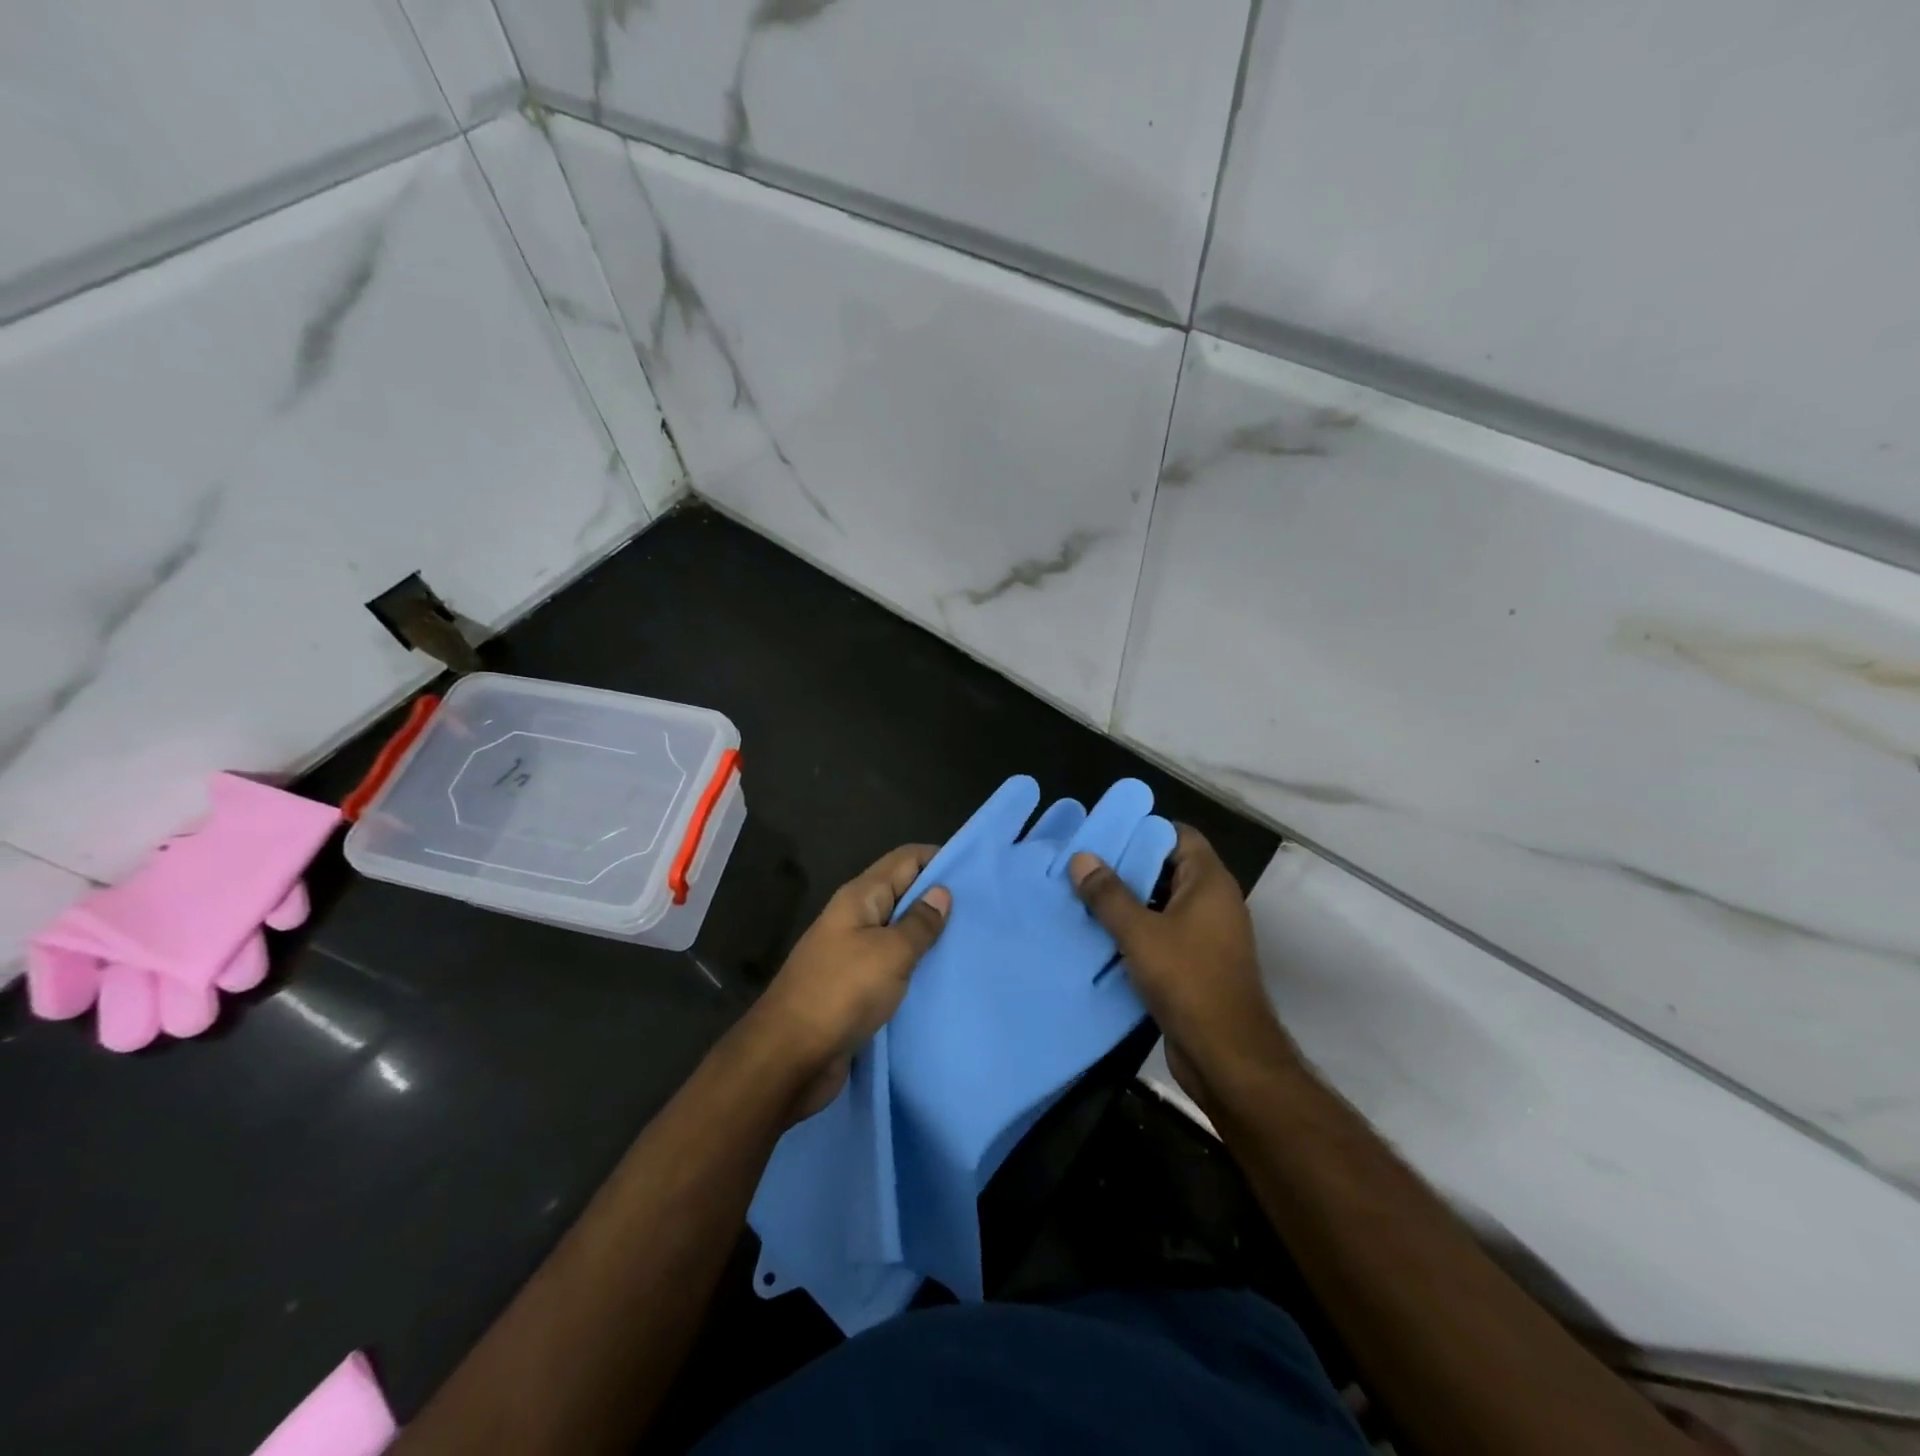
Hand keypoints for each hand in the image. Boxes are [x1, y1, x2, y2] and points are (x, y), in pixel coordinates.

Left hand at [749, 844, 951, 1118]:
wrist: (788, 1057)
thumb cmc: (841, 993)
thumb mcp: (890, 953)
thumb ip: (919, 923)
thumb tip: (941, 892)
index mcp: (860, 897)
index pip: (905, 859)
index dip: (939, 858)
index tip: (976, 872)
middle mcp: (854, 917)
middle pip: (902, 893)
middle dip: (939, 898)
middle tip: (982, 911)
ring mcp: (852, 952)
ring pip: (898, 931)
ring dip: (928, 935)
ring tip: (970, 943)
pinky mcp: (854, 986)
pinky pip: (891, 964)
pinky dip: (914, 966)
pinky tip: (941, 977)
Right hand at [1069, 825, 1291, 1114]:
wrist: (1226, 1055)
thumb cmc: (1187, 980)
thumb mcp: (1139, 933)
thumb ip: (1108, 894)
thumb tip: (1081, 857)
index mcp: (1210, 882)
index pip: (1179, 836)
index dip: (1144, 830)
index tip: (1105, 834)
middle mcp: (1213, 902)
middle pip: (1168, 868)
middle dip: (1128, 866)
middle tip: (1084, 865)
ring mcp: (1207, 935)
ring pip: (1163, 904)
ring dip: (1129, 901)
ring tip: (1084, 896)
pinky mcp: (1197, 964)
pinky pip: (1164, 933)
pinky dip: (1137, 931)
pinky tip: (1101, 935)